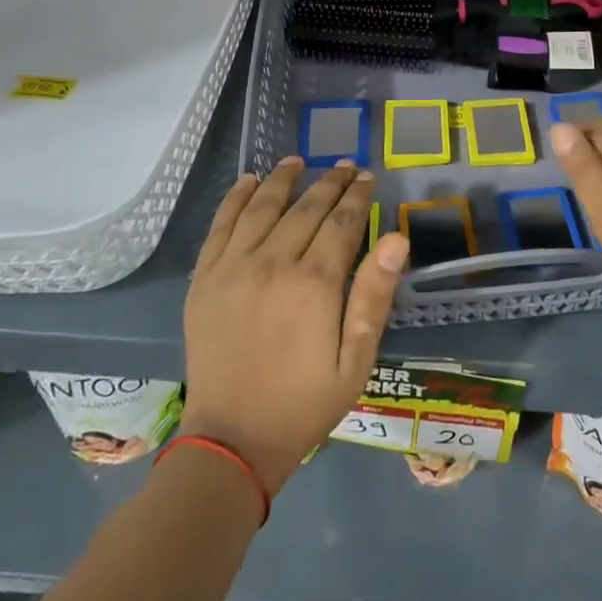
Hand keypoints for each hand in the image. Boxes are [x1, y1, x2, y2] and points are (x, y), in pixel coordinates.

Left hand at [179, 158, 406, 493]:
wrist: (232, 439)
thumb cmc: (305, 402)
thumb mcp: (356, 359)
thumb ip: (375, 295)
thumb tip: (397, 238)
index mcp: (315, 283)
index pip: (342, 222)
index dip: (357, 196)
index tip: (367, 177)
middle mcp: (273, 263)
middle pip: (306, 208)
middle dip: (329, 182)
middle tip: (344, 165)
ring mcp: (233, 268)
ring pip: (262, 207)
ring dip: (283, 179)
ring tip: (298, 161)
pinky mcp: (204, 280)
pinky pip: (220, 226)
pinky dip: (235, 198)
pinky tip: (248, 181)